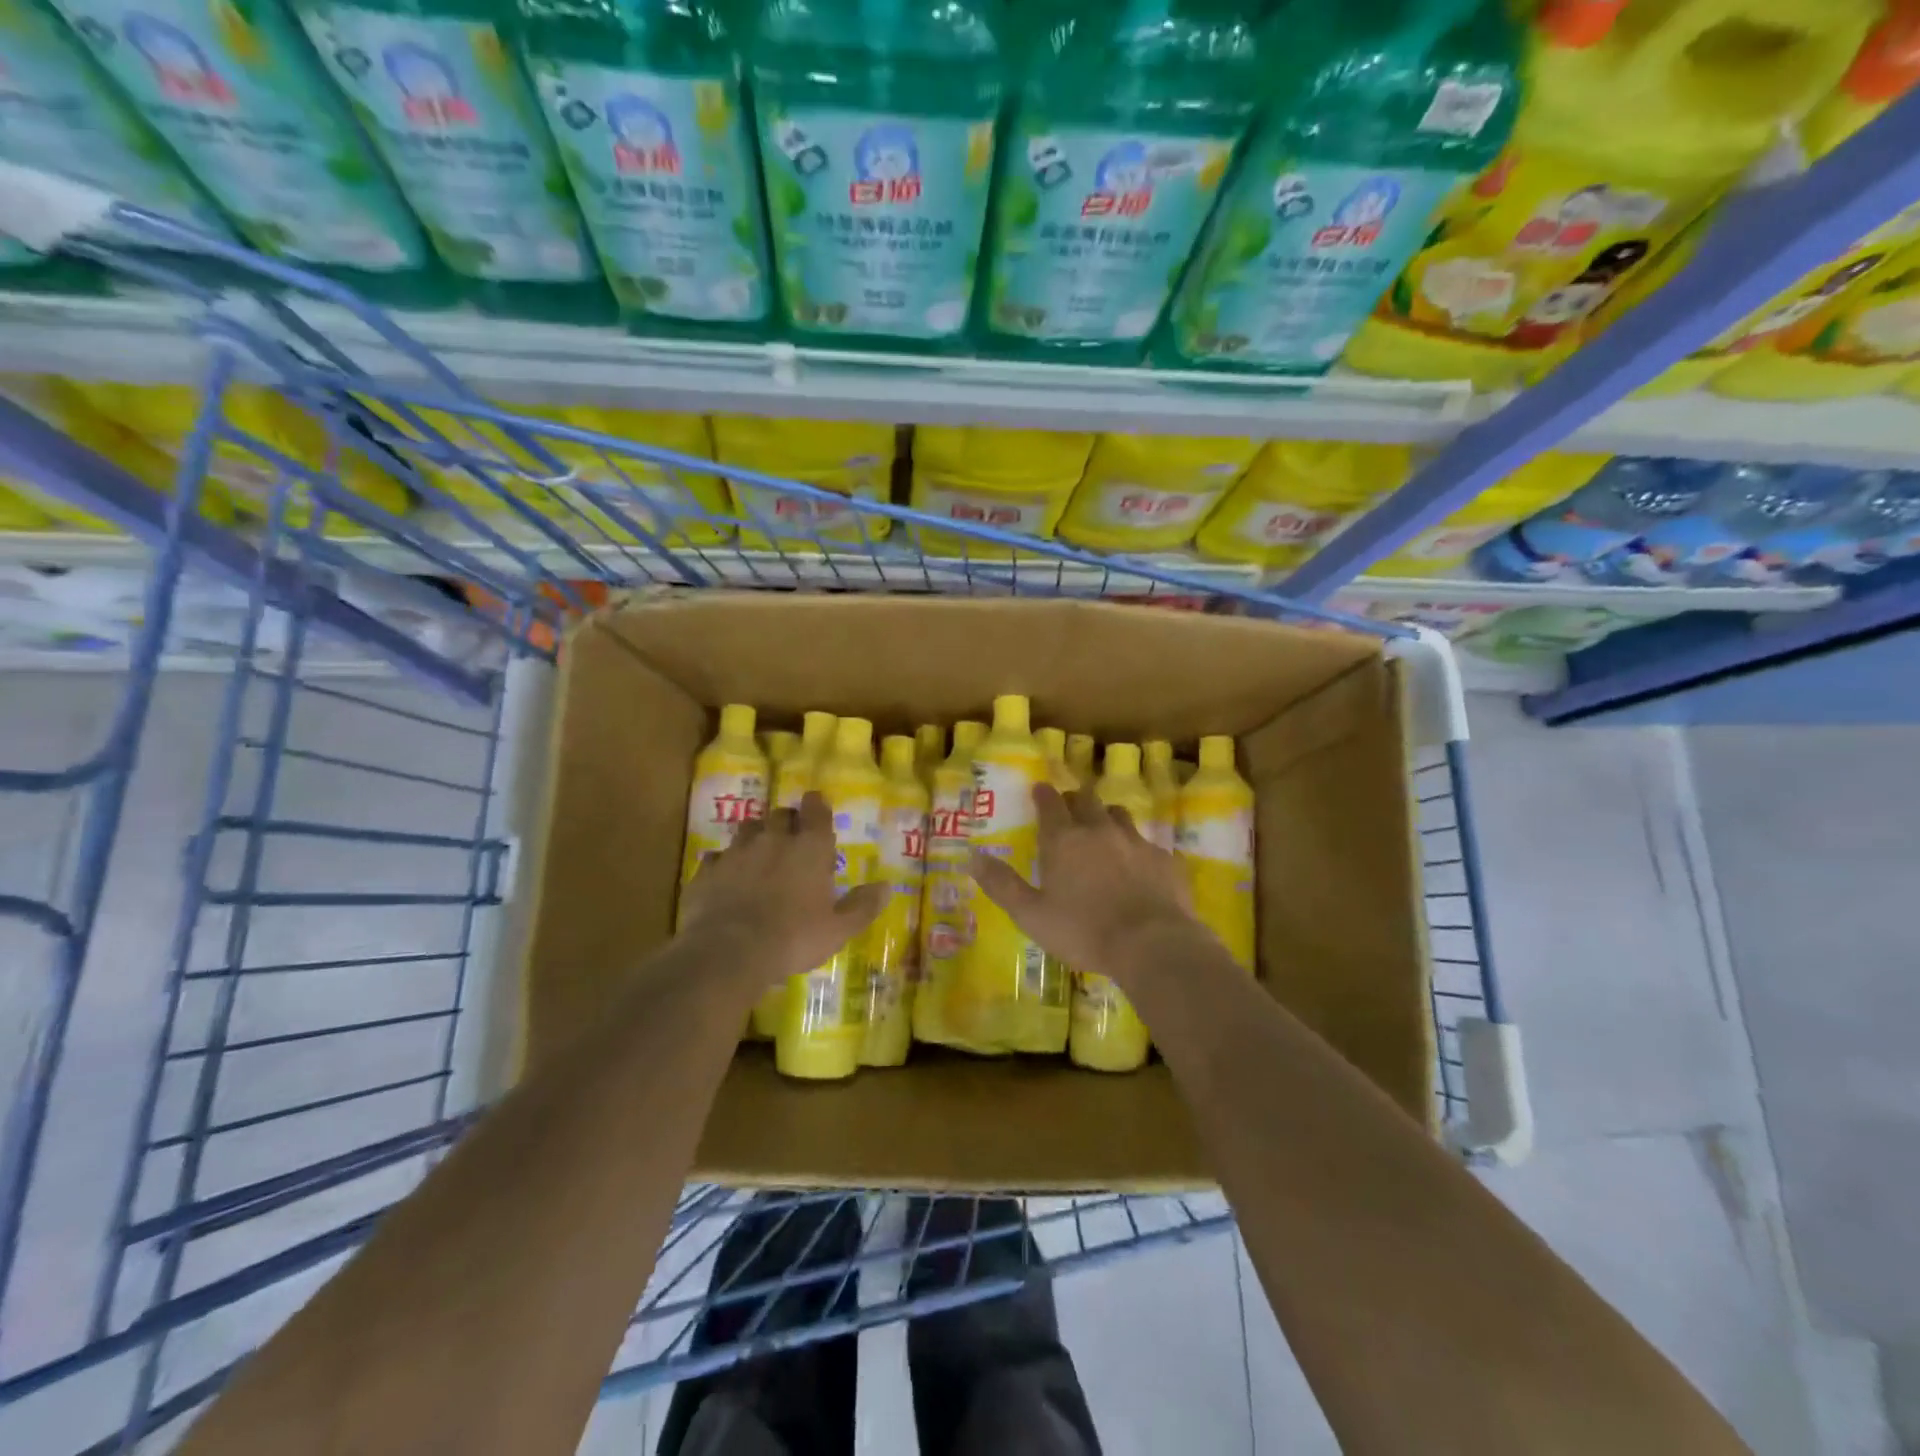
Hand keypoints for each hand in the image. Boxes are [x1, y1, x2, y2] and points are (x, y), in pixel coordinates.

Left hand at [679, 791, 887, 986]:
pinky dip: (724, 864)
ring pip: (747, 829)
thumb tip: (887, 886)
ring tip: (759, 854)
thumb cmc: (793, 938)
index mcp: (809, 848)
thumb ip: (862, 906)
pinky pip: (717, 857)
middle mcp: (773, 840)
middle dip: (787, 821)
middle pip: (780, 815)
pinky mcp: (707, 871)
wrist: (728, 952)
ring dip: (756, 836)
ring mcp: (736, 853)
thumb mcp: (838, 929)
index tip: (817, 805)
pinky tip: (727, 878)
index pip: (815, 810)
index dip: (817, 805)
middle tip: (792, 838)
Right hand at [969, 784, 1200, 986]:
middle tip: (1068, 808)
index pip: (1050, 803)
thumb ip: (1002, 884)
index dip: (1043, 795)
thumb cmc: (1084, 931)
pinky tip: (1138, 865)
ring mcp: (1136, 842)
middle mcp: (1099, 830)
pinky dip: (1137, 848)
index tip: (1039, 790)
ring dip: (1107, 817)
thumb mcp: (1031, 915)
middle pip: (1086, 800)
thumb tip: (972, 856)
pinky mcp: (1165, 859)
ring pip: (1119, 815)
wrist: (1152, 944)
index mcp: (1064, 840)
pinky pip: (1148, 843)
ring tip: (1102, 830)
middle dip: (1074, 799)